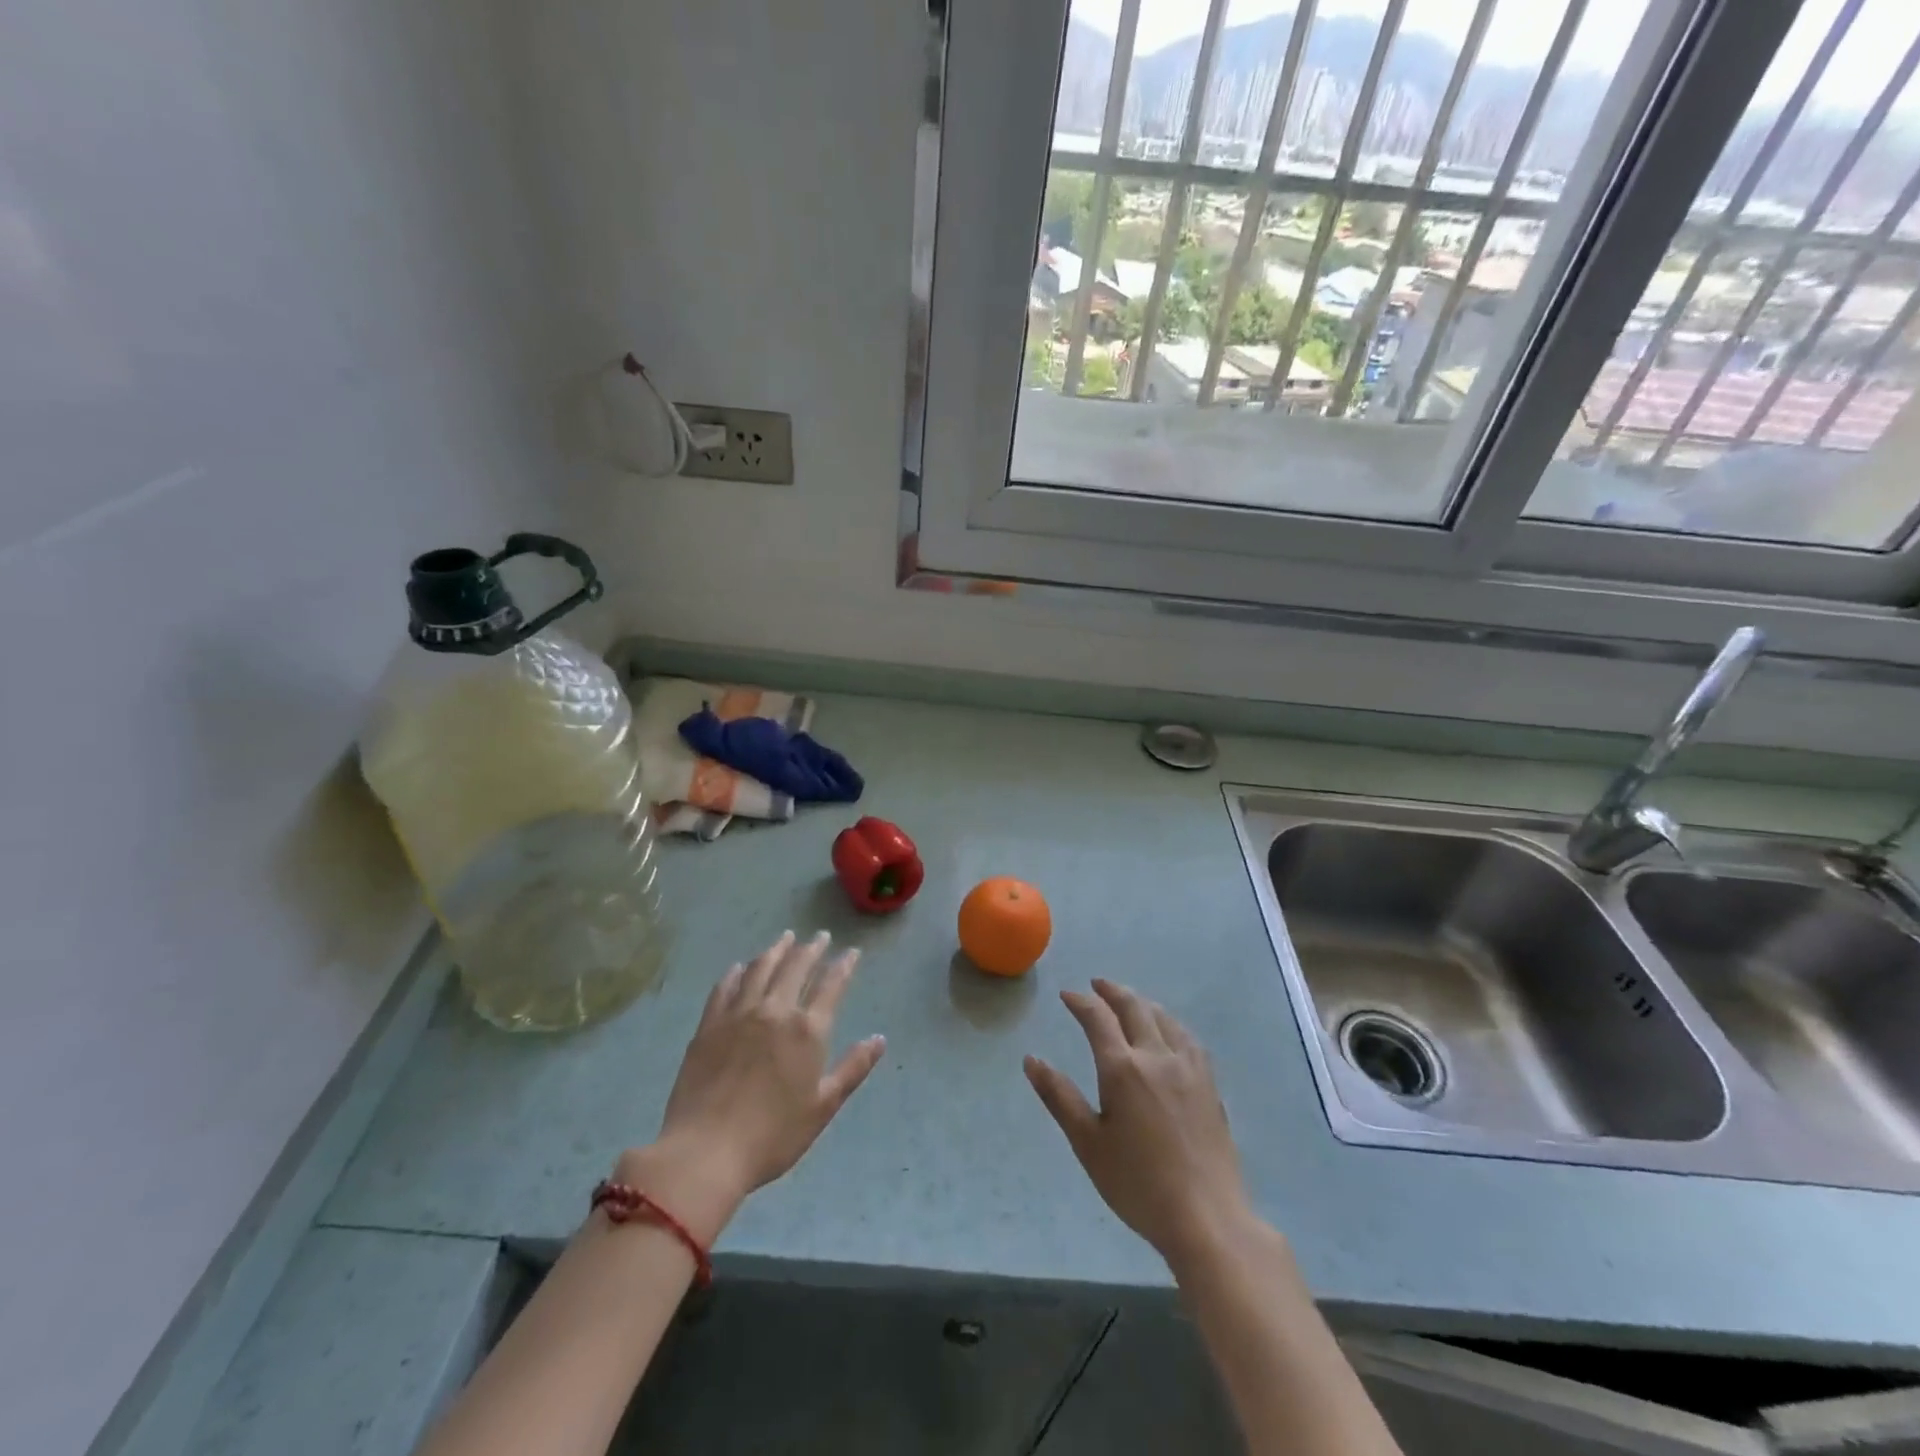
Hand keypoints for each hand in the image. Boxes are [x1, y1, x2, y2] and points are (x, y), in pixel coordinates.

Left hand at [618, 931, 884, 1242]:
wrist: (705, 1151)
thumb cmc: (773, 1136)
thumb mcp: (823, 1107)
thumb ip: (853, 1068)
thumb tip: (879, 1039)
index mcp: (807, 1030)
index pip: (831, 985)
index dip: (843, 966)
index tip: (851, 952)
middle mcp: (775, 1011)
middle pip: (795, 968)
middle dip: (811, 949)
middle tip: (819, 937)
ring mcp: (738, 1014)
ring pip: (760, 969)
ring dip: (776, 950)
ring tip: (785, 938)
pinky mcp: (709, 1025)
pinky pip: (725, 987)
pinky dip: (736, 972)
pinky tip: (740, 967)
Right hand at [1025, 980, 1251, 1267]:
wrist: (1207, 1217)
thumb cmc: (1138, 1184)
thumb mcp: (1088, 1143)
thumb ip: (1059, 1097)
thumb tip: (1031, 1060)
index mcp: (1123, 1068)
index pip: (1098, 1019)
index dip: (1081, 1002)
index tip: (1067, 995)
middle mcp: (1156, 1056)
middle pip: (1134, 1008)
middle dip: (1112, 992)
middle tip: (1097, 985)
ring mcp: (1188, 1068)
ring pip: (1164, 1019)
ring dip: (1142, 1003)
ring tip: (1130, 1001)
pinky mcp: (1209, 1085)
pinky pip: (1187, 1038)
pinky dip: (1170, 1023)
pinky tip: (1170, 1032)